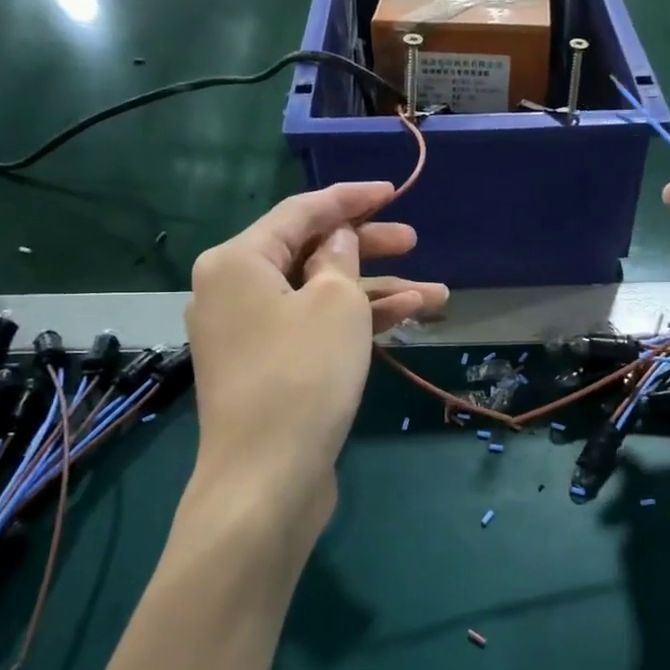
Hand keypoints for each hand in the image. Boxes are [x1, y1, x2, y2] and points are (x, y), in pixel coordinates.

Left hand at [185, 182, 448, 545]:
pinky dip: (354, 322)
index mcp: (237, 261)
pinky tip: (406, 318)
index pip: (301, 212)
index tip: (392, 190)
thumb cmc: (303, 375)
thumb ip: (341, 258)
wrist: (267, 479)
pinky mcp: (267, 368)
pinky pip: (313, 328)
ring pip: (319, 296)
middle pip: (309, 253)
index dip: (350, 198)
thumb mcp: (335, 302)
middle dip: (367, 247)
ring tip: (436, 295)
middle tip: (413, 240)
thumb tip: (337, 240)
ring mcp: (248, 333)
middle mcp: (233, 290)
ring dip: (374, 293)